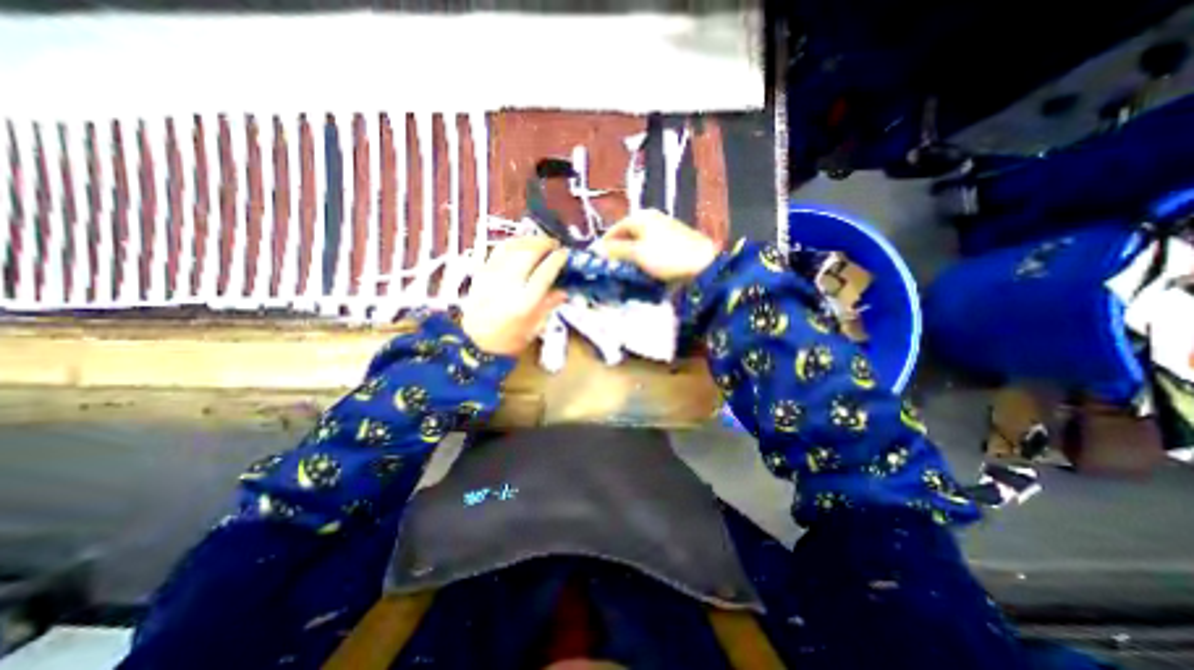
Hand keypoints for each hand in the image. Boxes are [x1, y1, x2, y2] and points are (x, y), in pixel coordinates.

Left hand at [461, 238, 566, 356]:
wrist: (474, 342)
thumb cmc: (508, 339)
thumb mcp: (534, 327)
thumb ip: (549, 306)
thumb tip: (563, 291)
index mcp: (525, 302)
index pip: (545, 272)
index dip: (557, 259)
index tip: (564, 253)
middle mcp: (508, 285)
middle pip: (528, 253)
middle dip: (544, 244)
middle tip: (554, 244)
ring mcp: (492, 276)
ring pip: (512, 247)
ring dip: (529, 240)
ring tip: (539, 241)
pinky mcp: (481, 272)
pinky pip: (498, 250)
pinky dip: (512, 243)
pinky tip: (520, 244)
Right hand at [589, 209, 710, 282]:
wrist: (703, 263)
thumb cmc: (667, 257)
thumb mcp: (638, 254)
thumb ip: (617, 250)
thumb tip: (598, 249)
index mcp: (641, 217)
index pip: (615, 229)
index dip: (605, 245)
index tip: (598, 260)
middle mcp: (651, 218)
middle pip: (627, 235)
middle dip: (618, 251)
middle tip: (612, 267)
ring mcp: (663, 228)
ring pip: (639, 241)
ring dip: (631, 255)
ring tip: (626, 270)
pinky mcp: (673, 239)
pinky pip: (650, 246)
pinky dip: (643, 256)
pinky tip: (643, 268)